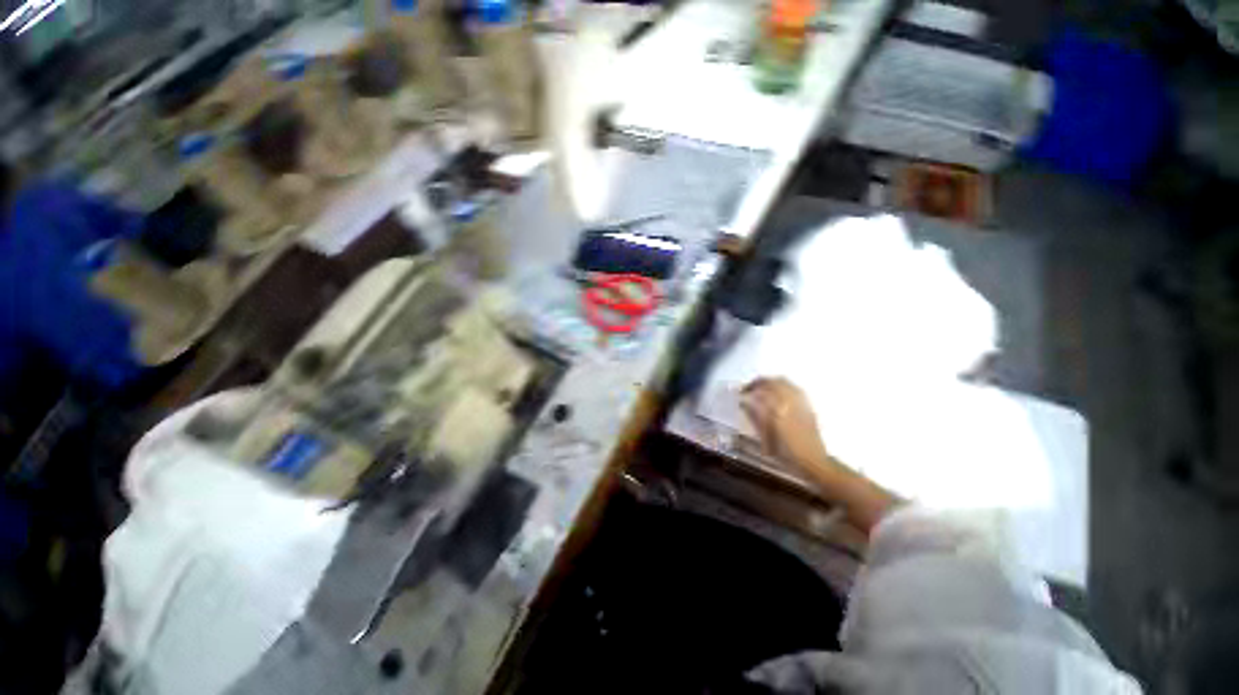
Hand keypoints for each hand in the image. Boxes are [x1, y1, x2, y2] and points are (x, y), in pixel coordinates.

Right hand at [741, 377, 830, 468]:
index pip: (761, 390)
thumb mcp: (766, 439)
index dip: (749, 388)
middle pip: (774, 382)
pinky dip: (784, 386)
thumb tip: (744, 403)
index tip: (741, 392)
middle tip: (750, 388)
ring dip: (772, 382)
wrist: (814, 462)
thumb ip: (755, 418)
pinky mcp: (808, 406)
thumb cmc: (787, 454)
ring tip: (762, 388)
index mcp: (778, 411)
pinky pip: (794, 389)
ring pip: (785, 382)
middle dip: (760, 382)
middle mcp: (791, 403)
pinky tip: (779, 394)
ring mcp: (801, 403)